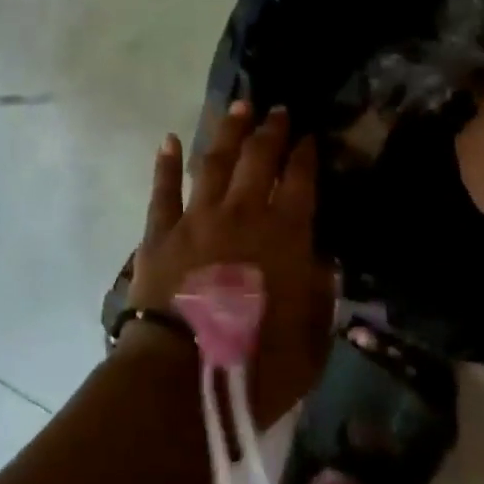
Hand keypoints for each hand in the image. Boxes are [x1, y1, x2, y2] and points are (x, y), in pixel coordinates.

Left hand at [128, 103, 334, 427]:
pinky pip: (163, 189)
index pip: (300, 181)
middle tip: (276, 109)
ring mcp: (198, 218)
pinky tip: (169, 140)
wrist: (180, 378)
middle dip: (270, 131)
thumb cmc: (255, 367)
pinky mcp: (160, 232)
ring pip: (215, 161)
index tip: (308, 136)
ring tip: (237, 106)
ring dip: (228, 131)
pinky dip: (166, 163)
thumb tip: (322, 263)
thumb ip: (321, 297)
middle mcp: (242, 214)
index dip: (305, 155)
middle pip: (259, 159)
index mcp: (284, 236)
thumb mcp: (311, 343)